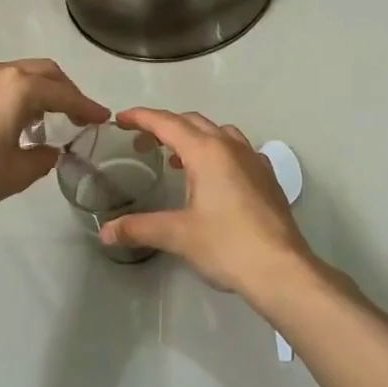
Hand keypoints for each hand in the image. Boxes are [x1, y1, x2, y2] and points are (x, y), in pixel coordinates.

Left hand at [0, 60, 108, 220]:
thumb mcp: (17, 174)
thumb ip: (43, 158)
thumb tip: (48, 151)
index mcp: (19, 87)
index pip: (64, 94)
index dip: (87, 107)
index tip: (103, 118)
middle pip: (44, 72)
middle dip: (65, 91)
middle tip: (78, 115)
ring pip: (19, 74)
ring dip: (39, 92)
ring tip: (45, 122)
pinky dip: (15, 95)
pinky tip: (11, 122)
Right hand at [100, 108, 319, 303]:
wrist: (282, 269)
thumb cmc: (227, 245)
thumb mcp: (177, 235)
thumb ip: (138, 228)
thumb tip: (105, 233)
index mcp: (206, 152)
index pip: (167, 123)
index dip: (141, 118)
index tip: (121, 119)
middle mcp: (231, 147)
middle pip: (192, 122)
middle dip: (164, 126)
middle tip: (142, 143)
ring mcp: (254, 160)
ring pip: (219, 132)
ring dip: (193, 137)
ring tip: (176, 160)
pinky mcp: (267, 178)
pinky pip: (238, 150)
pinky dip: (218, 152)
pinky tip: (214, 176)